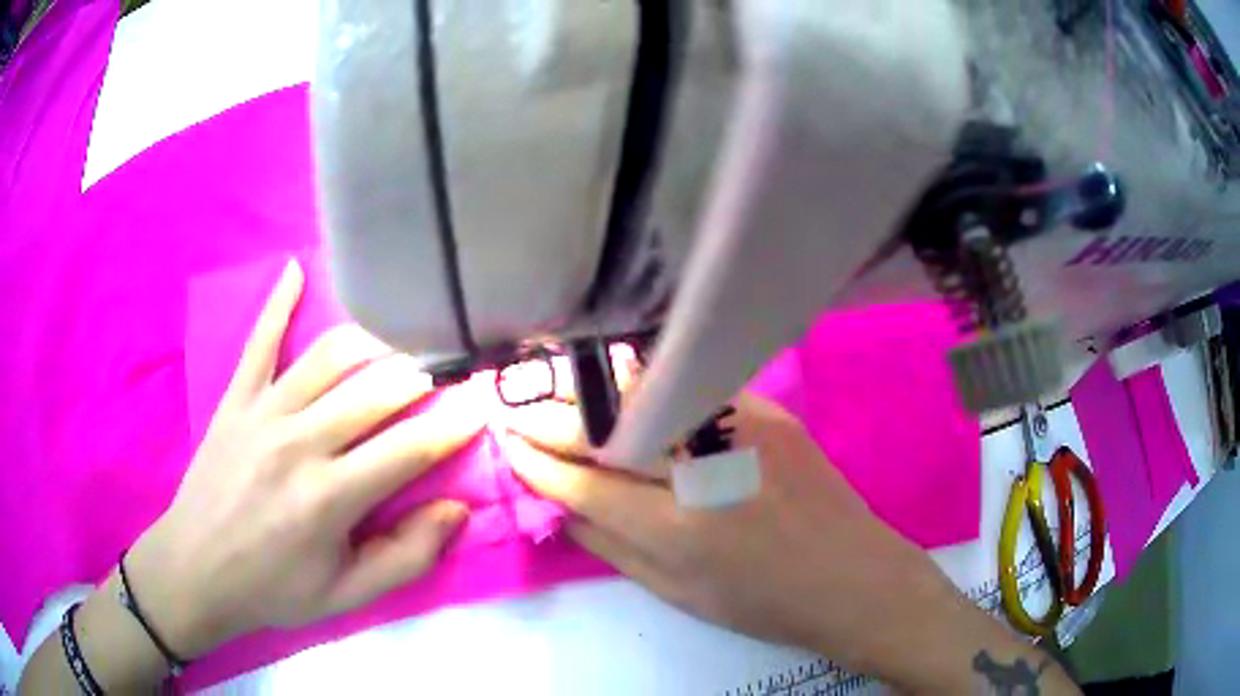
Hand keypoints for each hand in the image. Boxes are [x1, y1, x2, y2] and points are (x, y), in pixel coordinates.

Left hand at [125, 260, 483, 657]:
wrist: (197, 569)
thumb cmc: (275, 588)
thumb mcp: (347, 595)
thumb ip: (406, 557)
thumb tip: (456, 509)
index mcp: (330, 497)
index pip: (409, 448)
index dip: (454, 425)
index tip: (482, 405)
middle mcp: (299, 443)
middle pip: (375, 392)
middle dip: (423, 378)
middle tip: (448, 372)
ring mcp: (263, 412)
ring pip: (329, 358)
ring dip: (374, 344)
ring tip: (400, 344)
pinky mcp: (236, 399)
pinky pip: (260, 341)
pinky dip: (278, 303)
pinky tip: (295, 269)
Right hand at [504, 390, 1077, 693]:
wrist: (853, 576)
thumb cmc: (764, 603)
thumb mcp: (678, 595)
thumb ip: (611, 549)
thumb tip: (559, 509)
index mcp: (680, 531)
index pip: (586, 486)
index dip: (539, 465)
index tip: (509, 445)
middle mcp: (706, 469)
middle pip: (607, 431)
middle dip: (550, 418)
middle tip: (514, 408)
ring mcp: (741, 427)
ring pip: (644, 395)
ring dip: (589, 392)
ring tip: (552, 389)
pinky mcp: (766, 409)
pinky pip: (689, 387)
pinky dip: (644, 385)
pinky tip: (618, 383)